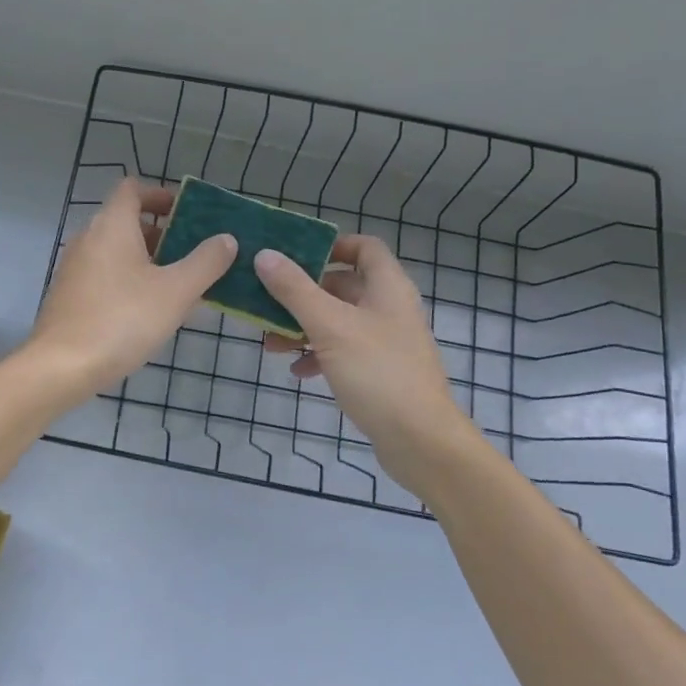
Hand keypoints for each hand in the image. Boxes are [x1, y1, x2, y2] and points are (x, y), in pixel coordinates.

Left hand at [29, 178, 235, 400]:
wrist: (61, 366)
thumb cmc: (122, 319)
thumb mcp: (176, 291)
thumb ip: (206, 262)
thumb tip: (226, 239)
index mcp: (111, 224)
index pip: (133, 189)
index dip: (161, 195)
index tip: (188, 214)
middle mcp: (88, 237)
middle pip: (127, 220)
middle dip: (162, 234)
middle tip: (194, 255)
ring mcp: (74, 266)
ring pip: (117, 251)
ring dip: (148, 260)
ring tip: (179, 287)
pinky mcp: (69, 294)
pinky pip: (104, 274)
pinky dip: (128, 280)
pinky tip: (149, 312)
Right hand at [256, 236, 470, 494]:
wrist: (420, 441)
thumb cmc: (377, 372)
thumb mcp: (329, 326)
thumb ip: (294, 289)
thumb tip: (265, 255)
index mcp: (387, 287)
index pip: (364, 247)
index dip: (331, 245)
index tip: (294, 255)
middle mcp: (389, 308)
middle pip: (343, 285)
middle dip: (303, 293)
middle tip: (267, 301)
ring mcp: (385, 341)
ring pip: (338, 320)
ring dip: (303, 327)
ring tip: (271, 343)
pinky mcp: (379, 371)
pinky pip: (343, 351)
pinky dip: (318, 355)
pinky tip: (297, 371)